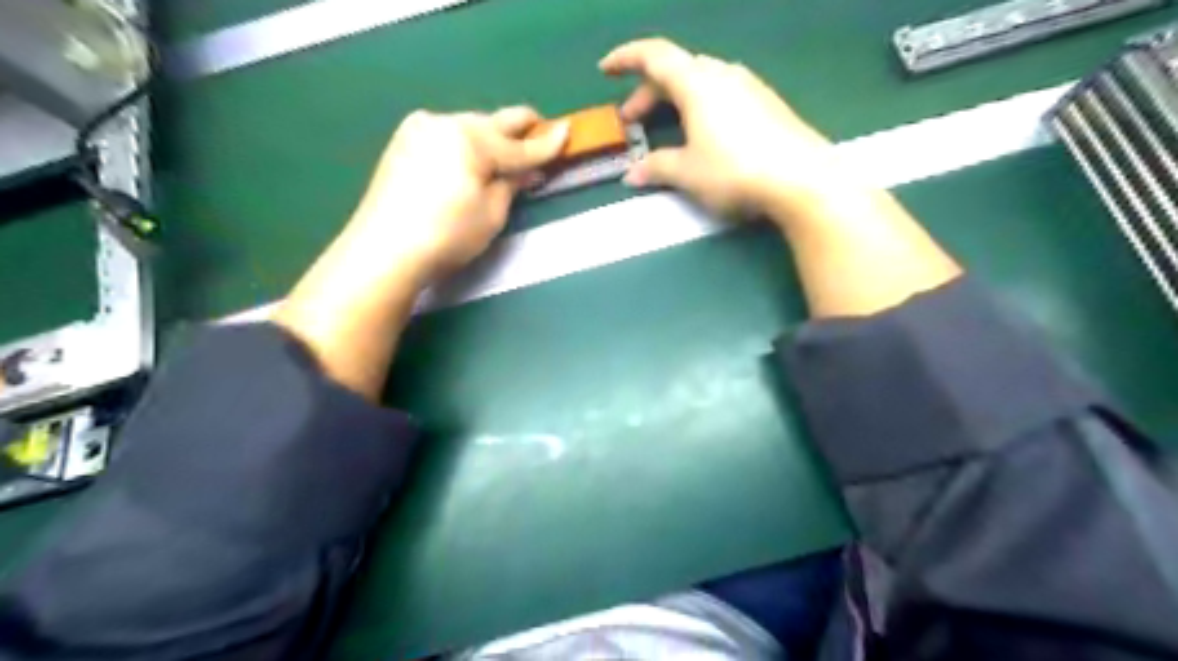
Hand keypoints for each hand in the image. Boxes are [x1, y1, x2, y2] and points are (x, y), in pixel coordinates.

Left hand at [346, 103, 568, 283]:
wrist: (384, 250)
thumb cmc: (447, 235)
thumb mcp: (492, 214)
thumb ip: (513, 184)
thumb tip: (529, 171)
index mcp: (471, 138)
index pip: (518, 144)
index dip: (546, 143)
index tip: (568, 131)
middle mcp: (445, 122)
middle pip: (493, 122)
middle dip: (519, 132)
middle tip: (541, 138)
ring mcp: (420, 129)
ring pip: (469, 128)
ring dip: (491, 140)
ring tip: (504, 161)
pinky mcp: (403, 142)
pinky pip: (447, 137)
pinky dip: (465, 147)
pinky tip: (471, 165)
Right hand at [603, 35, 840, 218]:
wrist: (801, 178)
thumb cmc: (735, 171)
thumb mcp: (688, 172)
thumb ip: (656, 168)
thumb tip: (632, 175)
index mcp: (697, 83)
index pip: (654, 55)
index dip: (626, 59)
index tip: (605, 70)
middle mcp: (722, 74)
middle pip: (676, 70)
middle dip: (648, 93)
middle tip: (633, 122)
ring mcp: (748, 86)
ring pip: (701, 81)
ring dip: (675, 100)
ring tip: (667, 127)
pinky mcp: (766, 103)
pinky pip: (722, 93)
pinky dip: (700, 106)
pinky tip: (703, 133)